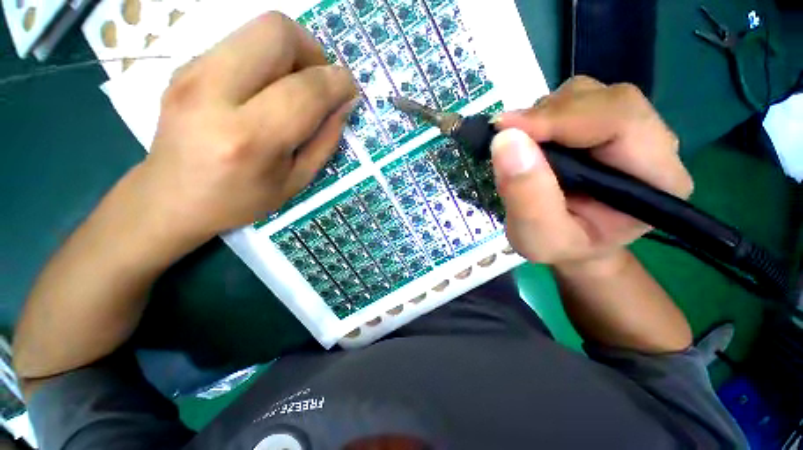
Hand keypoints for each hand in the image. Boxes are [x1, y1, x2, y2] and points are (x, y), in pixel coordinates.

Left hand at [136, 12, 357, 244]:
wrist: (170, 198)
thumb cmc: (240, 200)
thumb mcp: (296, 181)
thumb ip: (325, 141)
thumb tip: (345, 103)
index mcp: (250, 138)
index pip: (306, 89)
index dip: (338, 83)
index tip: (349, 91)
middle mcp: (214, 93)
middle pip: (276, 32)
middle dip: (313, 51)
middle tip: (319, 83)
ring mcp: (191, 72)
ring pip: (257, 28)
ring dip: (291, 52)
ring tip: (295, 87)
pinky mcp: (183, 65)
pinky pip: (240, 43)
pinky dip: (267, 59)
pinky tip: (266, 90)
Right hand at [491, 76, 692, 270]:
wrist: (573, 244)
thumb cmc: (560, 247)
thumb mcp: (538, 238)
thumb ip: (526, 196)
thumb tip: (505, 140)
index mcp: (657, 179)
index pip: (621, 121)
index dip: (560, 118)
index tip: (505, 130)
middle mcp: (653, 143)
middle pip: (604, 100)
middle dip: (547, 116)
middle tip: (504, 137)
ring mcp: (628, 129)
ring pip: (585, 95)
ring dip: (542, 116)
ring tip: (519, 148)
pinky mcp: (603, 124)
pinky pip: (571, 102)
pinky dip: (541, 117)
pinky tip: (530, 143)